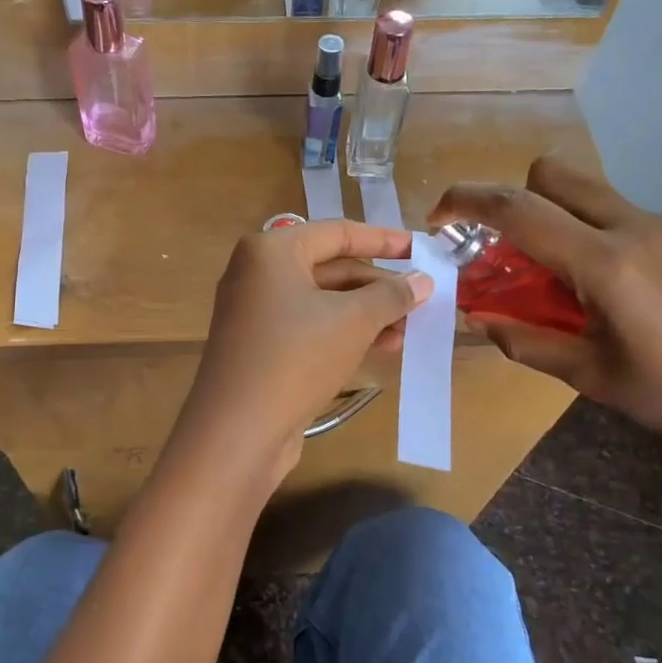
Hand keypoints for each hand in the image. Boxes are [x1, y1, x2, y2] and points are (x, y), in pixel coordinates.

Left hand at [175, 220, 430, 487]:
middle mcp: (258, 273)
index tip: (422, 248)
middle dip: (378, 285)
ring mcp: (255, 312)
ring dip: (367, 313)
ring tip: (410, 330)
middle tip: (422, 298)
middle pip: (330, 268)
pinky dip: (344, 332)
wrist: (238, 429)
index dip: (384, 240)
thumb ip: (391, 295)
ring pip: (322, 301)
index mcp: (272, 250)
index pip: (338, 233)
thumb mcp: (353, 320)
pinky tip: (381, 348)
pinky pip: (309, 327)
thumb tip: (423, 281)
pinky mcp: (259, 346)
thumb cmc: (297, 356)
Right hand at [429, 158, 661, 493]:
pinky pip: (636, 220)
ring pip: (596, 196)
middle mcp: (640, 228)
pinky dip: (609, 241)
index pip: (519, 211)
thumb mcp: (588, 376)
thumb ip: (524, 339)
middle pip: (555, 174)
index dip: (468, 203)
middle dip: (516, 198)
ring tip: (574, 281)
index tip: (439, 214)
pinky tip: (633, 294)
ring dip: (565, 222)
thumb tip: (480, 317)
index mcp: (606, 265)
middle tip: (510, 247)